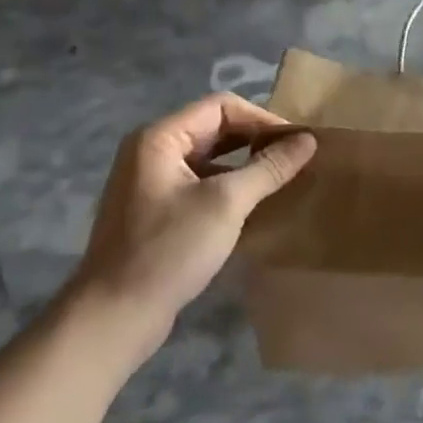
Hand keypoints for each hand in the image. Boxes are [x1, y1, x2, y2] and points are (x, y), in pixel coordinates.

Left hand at [59, 94, 316, 374]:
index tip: (297, 143)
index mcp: (160, 138)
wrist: (115, 315)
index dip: (263, 119)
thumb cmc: (169, 250)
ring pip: (210, 158)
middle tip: (295, 160)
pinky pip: (201, 183)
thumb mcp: (226, 204)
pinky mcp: (157, 210)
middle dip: (256, 140)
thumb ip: (268, 168)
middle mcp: (152, 151)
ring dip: (246, 164)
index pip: (221, 106)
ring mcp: (151, 182)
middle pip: (215, 128)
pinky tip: (255, 205)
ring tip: (282, 180)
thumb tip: (308, 140)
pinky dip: (230, 187)